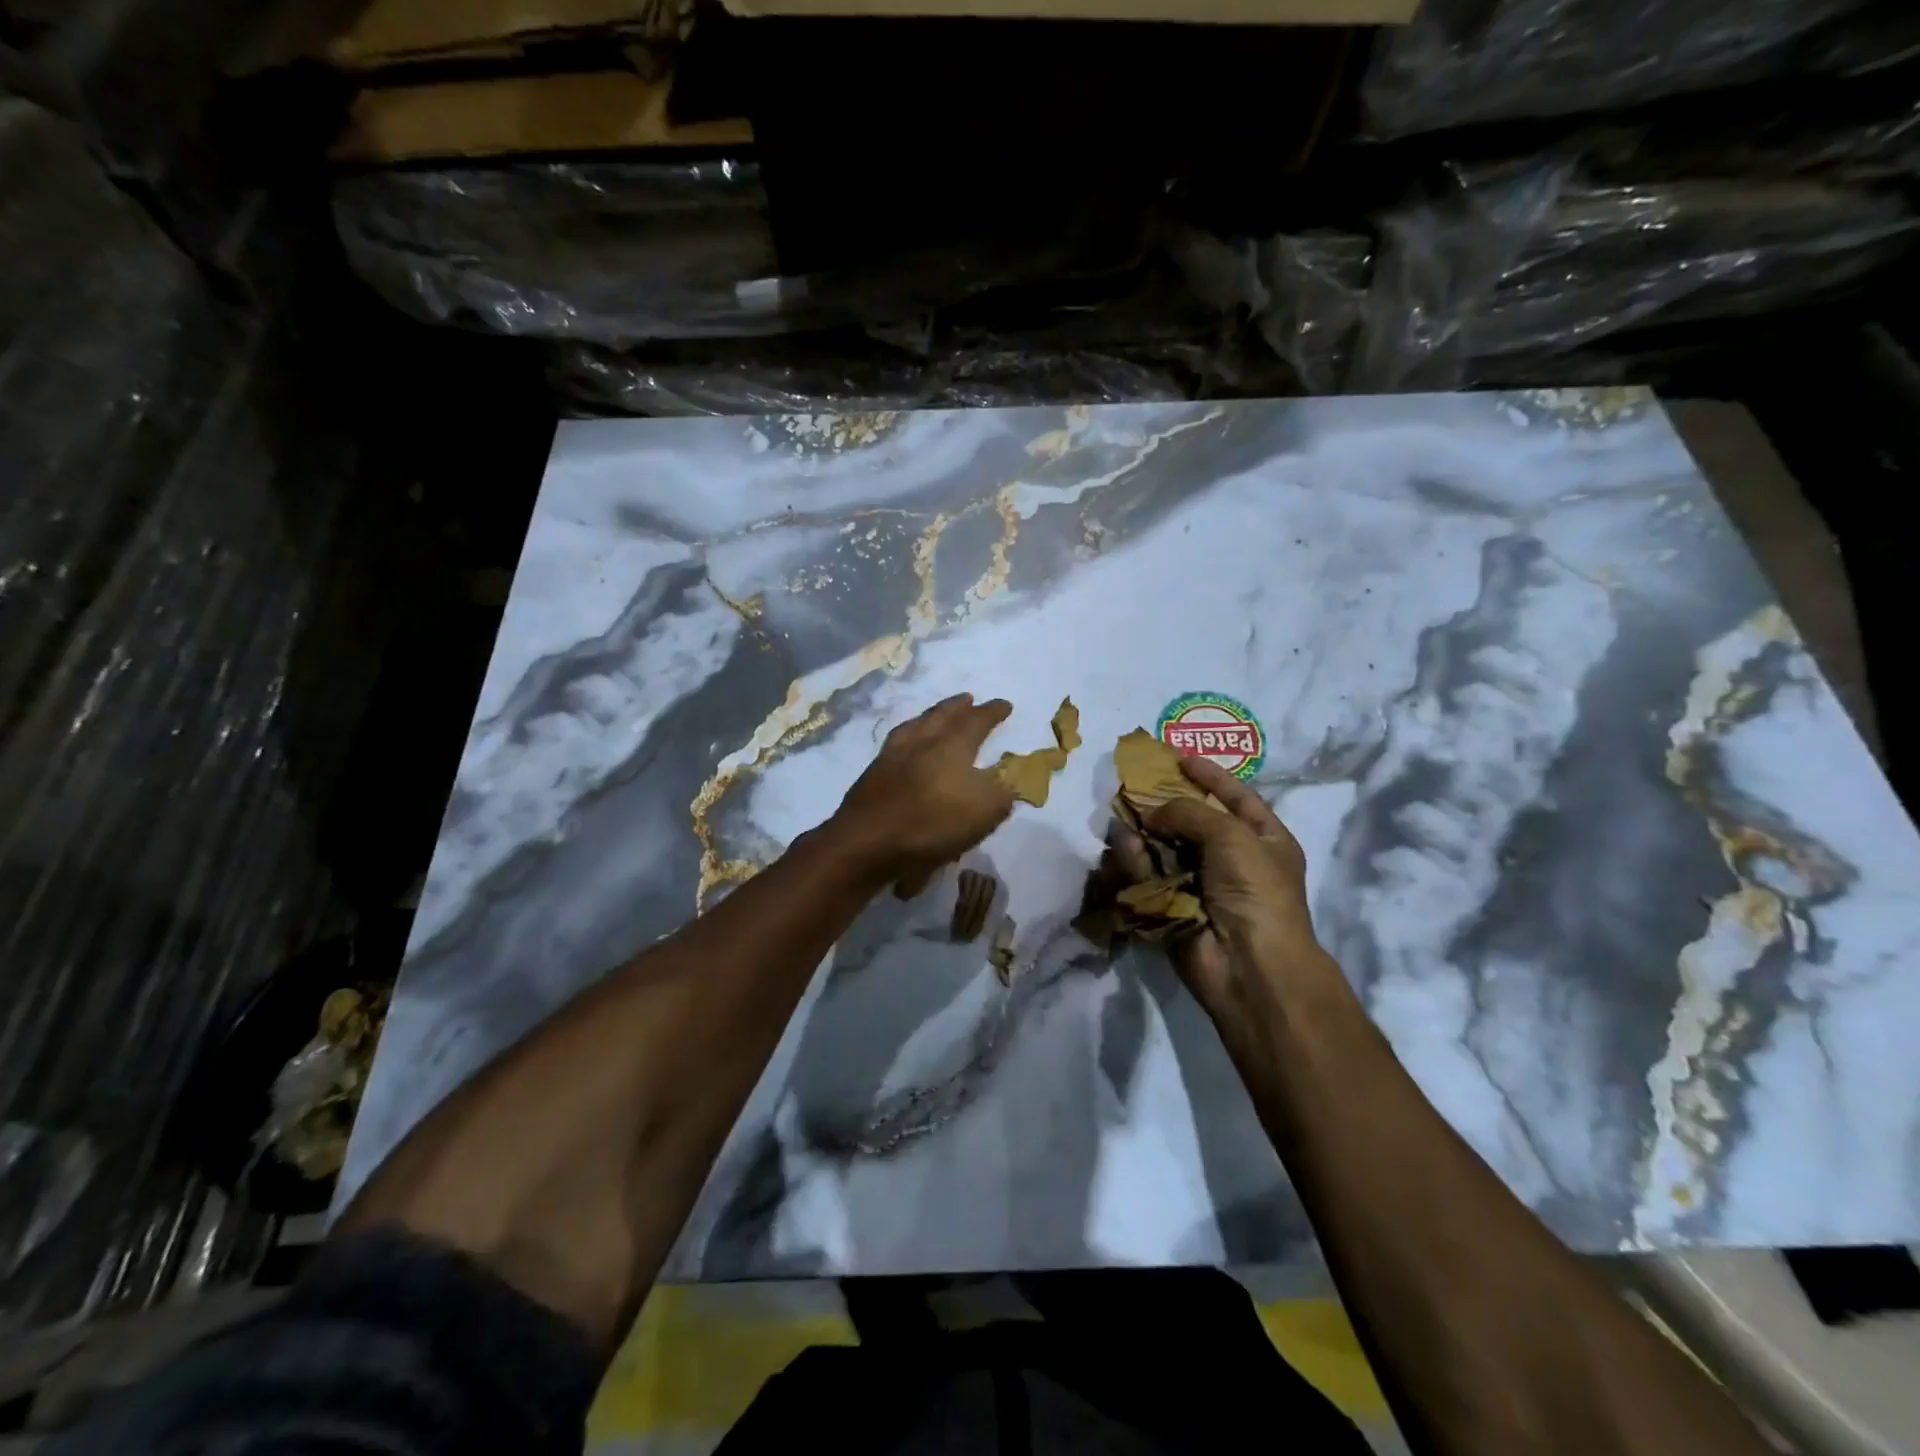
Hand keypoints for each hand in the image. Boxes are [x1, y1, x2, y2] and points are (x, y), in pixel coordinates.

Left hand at [832, 693, 1016, 886]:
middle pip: (941, 716)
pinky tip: (905, 748)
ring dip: (929, 717)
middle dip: (957, 706)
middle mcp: (920, 742)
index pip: (976, 721)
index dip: (992, 712)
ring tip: (934, 717)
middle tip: (967, 699)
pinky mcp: (872, 776)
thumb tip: (1010, 777)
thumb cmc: (931, 824)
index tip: (1005, 705)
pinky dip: (907, 738)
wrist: (865, 843)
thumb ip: (1002, 791)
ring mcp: (891, 757)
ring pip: (914, 726)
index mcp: (951, 746)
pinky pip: (895, 745)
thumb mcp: (984, 811)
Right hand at [1111, 756, 1325, 1015]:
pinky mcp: (1171, 905)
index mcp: (1263, 839)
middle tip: (1133, 786)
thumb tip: (1150, 815)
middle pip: (1191, 821)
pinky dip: (1135, 863)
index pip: (1235, 797)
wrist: (1249, 964)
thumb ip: (1188, 811)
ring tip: (1124, 819)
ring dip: (1144, 833)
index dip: (1209, 775)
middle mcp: (1232, 859)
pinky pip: (1148, 876)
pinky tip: (1125, 851)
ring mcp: (1200, 884)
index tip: (1178, 757)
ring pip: (1163, 847)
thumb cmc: (1255, 890)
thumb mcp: (1232, 835)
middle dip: (1163, 804)